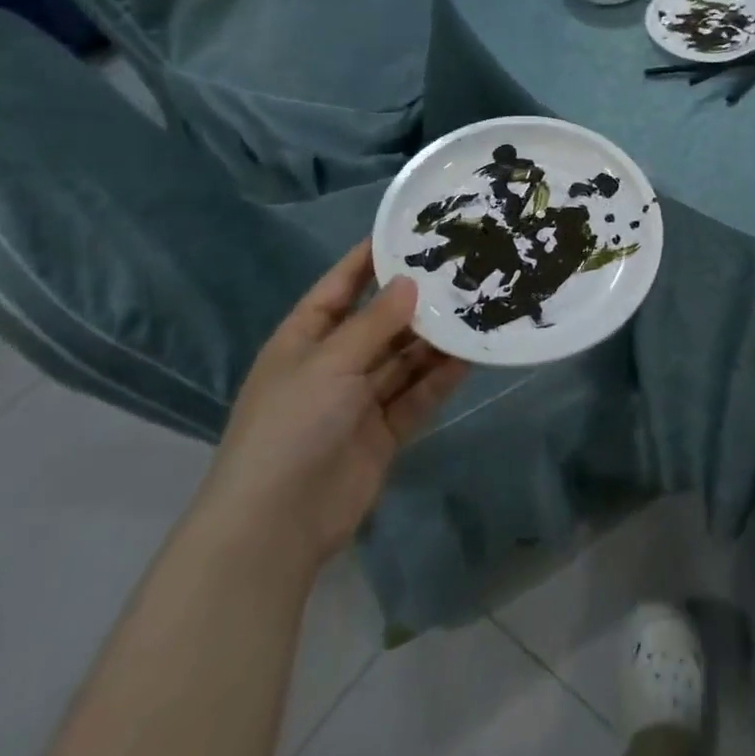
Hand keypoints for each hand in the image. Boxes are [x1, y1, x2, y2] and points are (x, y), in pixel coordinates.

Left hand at [195, 242, 467, 578]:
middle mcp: (333, 364)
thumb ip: (375, 322)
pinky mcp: (384, 430)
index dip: (370, 259)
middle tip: (462, 270)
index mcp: (305, 340)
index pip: (340, 287)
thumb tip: (412, 281)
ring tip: (477, 308)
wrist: (277, 524)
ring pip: (405, 358)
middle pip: (381, 322)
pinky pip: (417, 394)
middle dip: (416, 301)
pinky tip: (471, 356)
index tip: (409, 231)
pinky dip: (441, 377)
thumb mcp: (330, 362)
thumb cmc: (292, 426)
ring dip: (435, 339)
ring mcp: (359, 400)